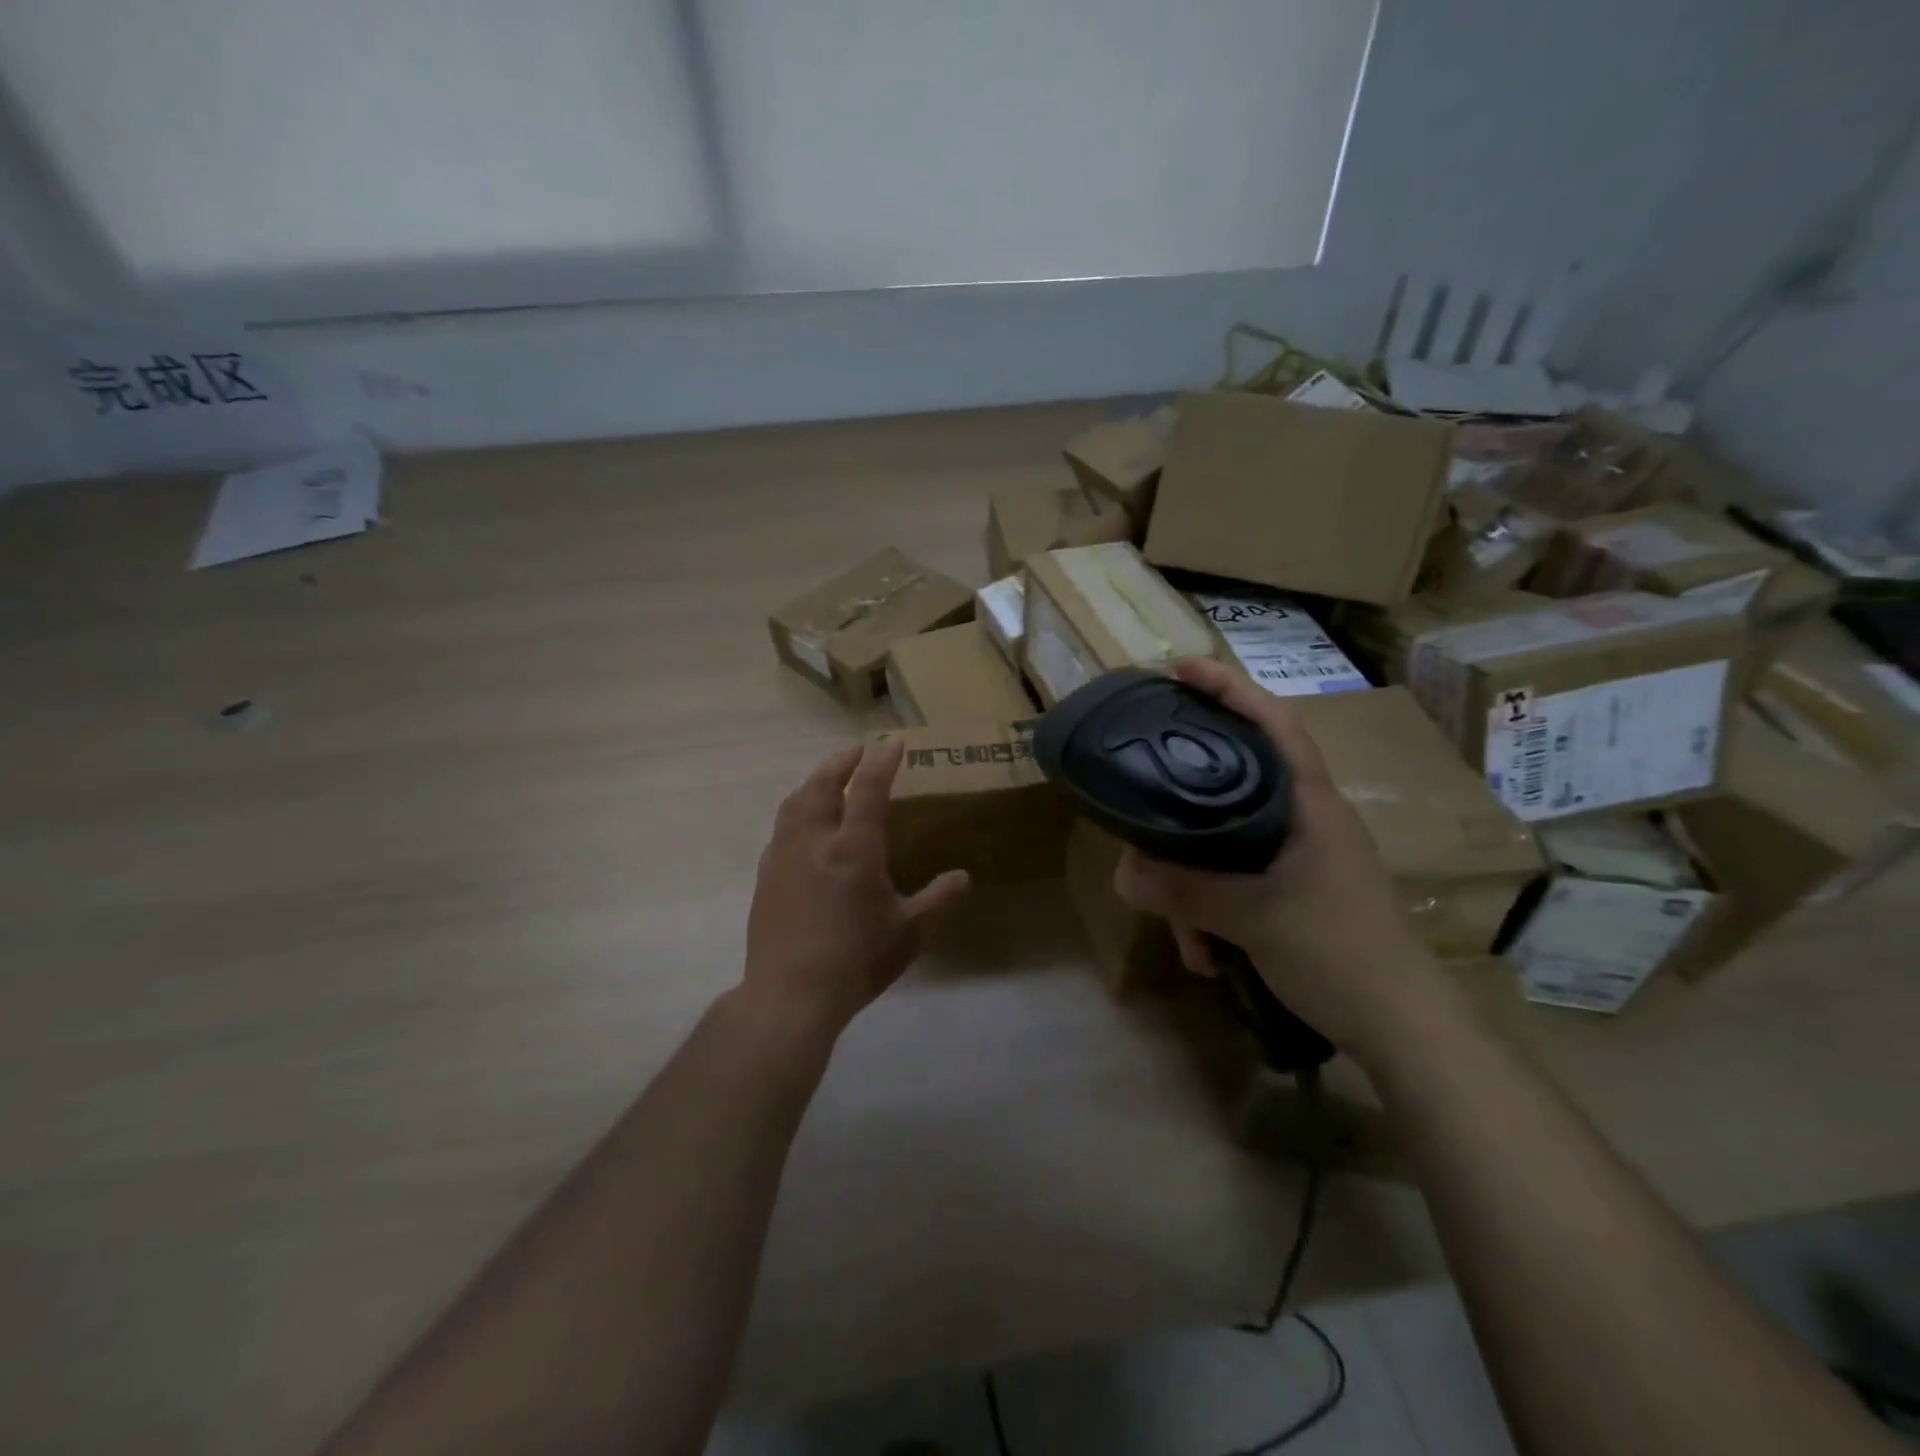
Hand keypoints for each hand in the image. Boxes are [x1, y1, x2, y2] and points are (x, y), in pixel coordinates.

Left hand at [742, 739, 969, 1042]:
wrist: (789, 994)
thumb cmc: (856, 961)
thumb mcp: (910, 933)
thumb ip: (938, 900)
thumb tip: (963, 877)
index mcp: (853, 849)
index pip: (869, 789)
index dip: (882, 762)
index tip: (893, 743)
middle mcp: (815, 842)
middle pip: (823, 785)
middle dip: (841, 762)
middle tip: (856, 751)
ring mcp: (784, 857)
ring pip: (795, 803)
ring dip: (813, 781)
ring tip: (826, 777)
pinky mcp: (766, 877)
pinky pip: (781, 829)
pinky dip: (795, 811)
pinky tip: (801, 824)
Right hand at [1112, 658, 1442, 1062]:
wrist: (1405, 1029)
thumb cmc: (1340, 952)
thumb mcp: (1253, 918)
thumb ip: (1185, 891)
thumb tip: (1123, 872)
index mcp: (1309, 804)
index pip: (1272, 723)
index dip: (1229, 688)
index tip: (1181, 669)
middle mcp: (1304, 820)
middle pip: (1232, 786)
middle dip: (1184, 814)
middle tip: (1142, 815)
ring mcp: (1300, 858)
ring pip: (1226, 846)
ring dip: (1195, 890)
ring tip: (1185, 936)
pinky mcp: (1295, 892)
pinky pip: (1237, 884)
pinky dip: (1213, 914)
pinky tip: (1206, 956)